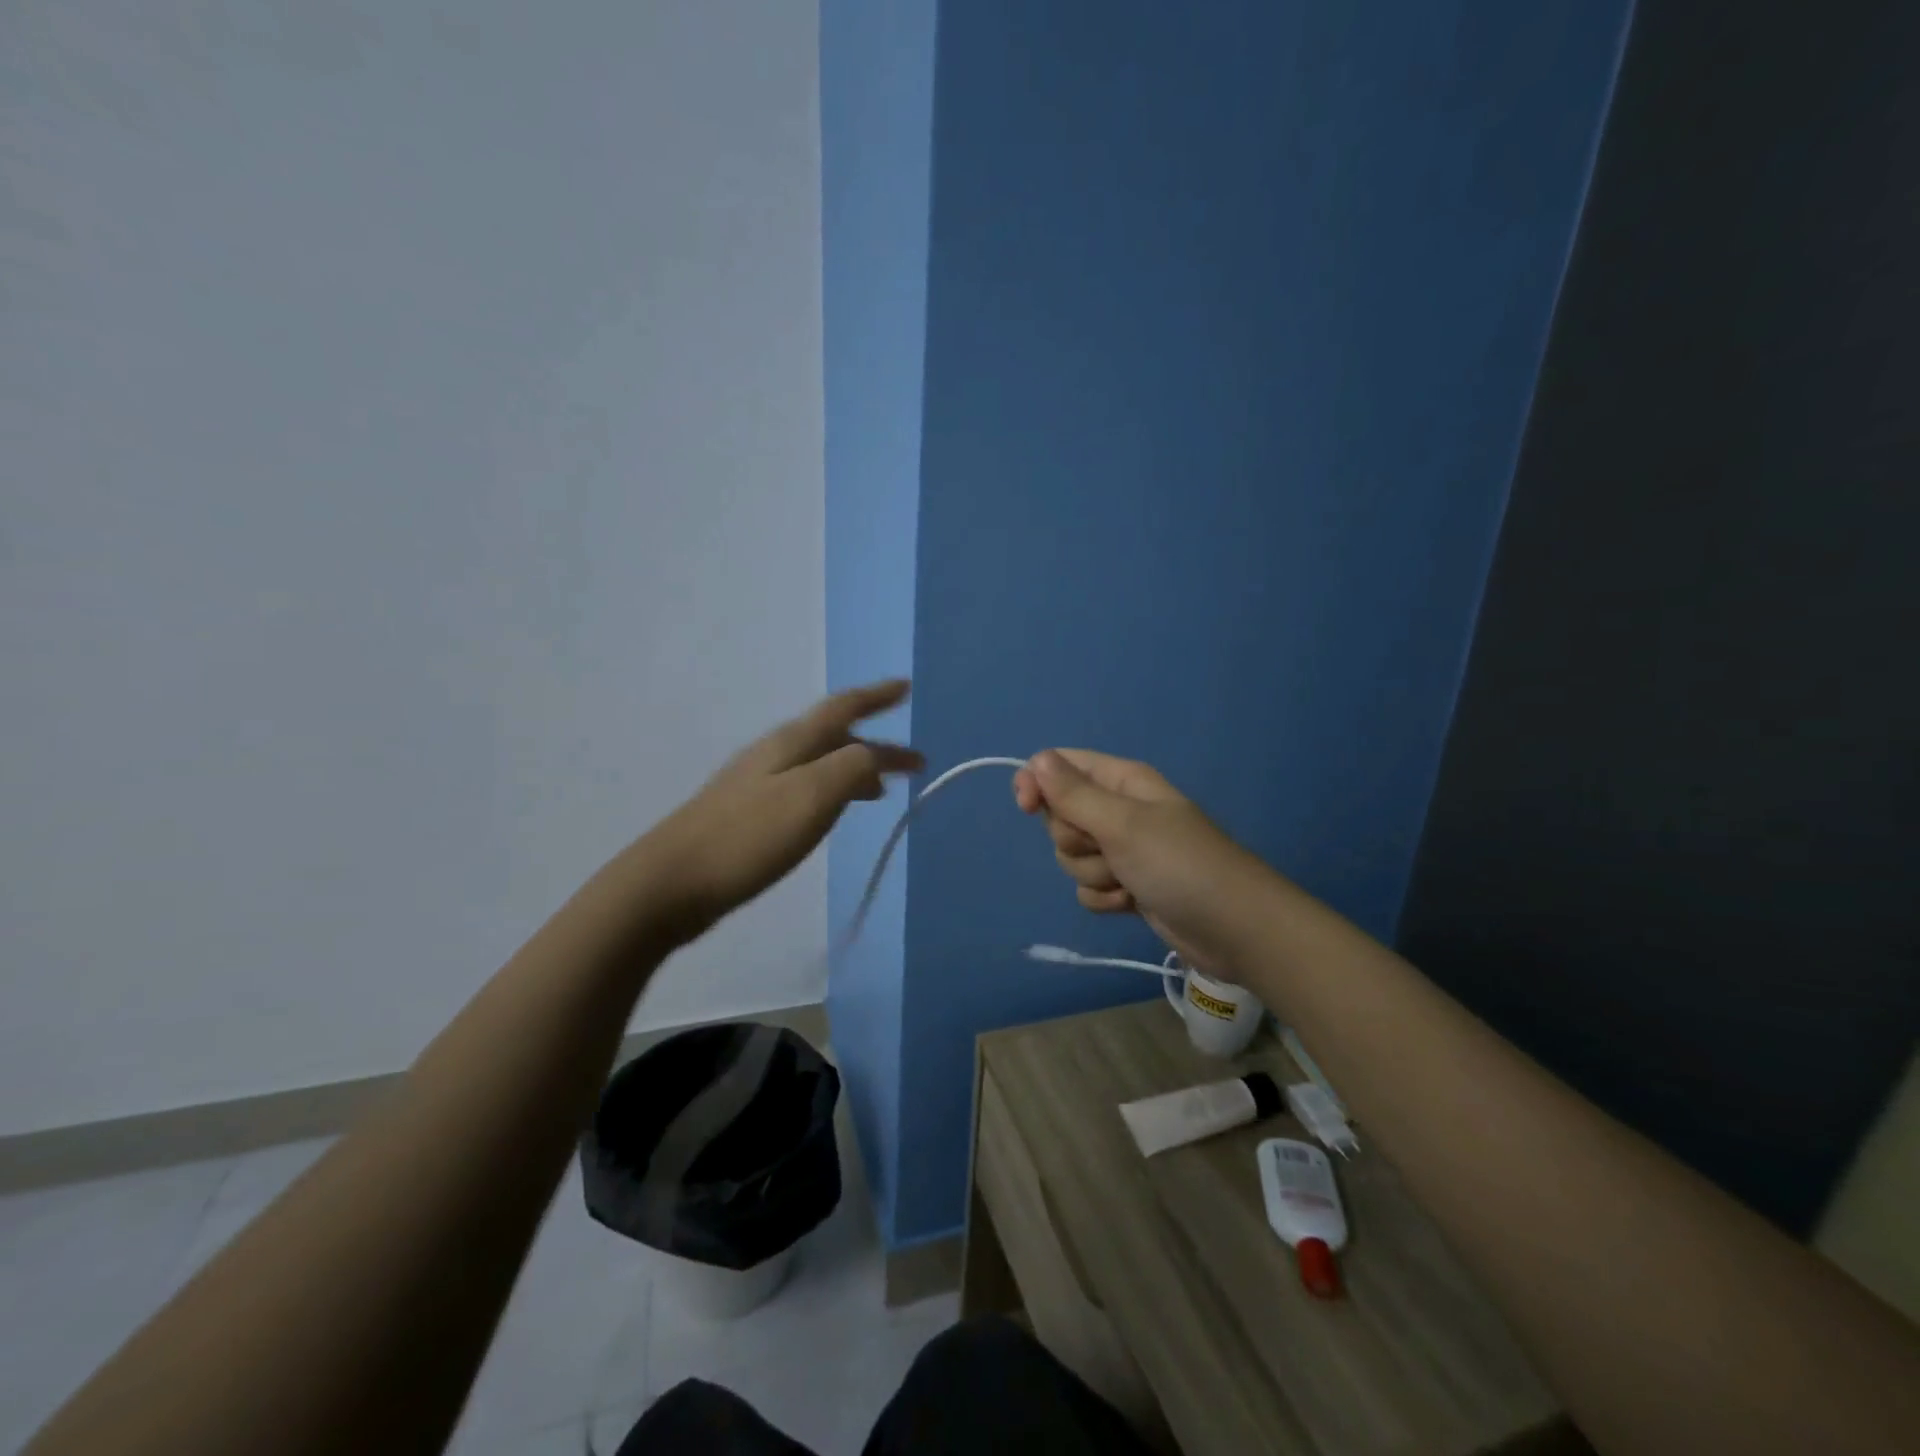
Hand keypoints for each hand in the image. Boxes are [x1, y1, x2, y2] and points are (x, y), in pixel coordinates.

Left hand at [648, 681, 922, 939]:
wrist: (670, 883)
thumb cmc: (746, 838)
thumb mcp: (810, 797)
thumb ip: (851, 769)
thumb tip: (874, 757)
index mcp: (790, 743)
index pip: (842, 708)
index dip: (876, 696)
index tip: (906, 687)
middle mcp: (773, 754)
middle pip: (834, 737)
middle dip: (876, 746)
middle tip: (913, 762)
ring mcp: (756, 783)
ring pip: (820, 763)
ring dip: (856, 769)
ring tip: (882, 789)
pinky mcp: (747, 814)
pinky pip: (805, 788)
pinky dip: (832, 791)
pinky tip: (831, 813)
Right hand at [1012, 749, 1262, 972]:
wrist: (1234, 928)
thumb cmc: (1179, 864)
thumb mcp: (1122, 823)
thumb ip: (1074, 794)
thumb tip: (1036, 760)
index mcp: (1121, 781)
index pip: (1060, 766)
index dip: (1038, 783)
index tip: (1026, 807)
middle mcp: (1120, 810)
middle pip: (1061, 816)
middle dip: (1075, 839)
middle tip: (1106, 848)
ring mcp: (1124, 850)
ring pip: (1072, 857)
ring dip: (1093, 873)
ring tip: (1128, 880)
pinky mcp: (1128, 886)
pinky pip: (1089, 888)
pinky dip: (1105, 898)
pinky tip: (1132, 902)